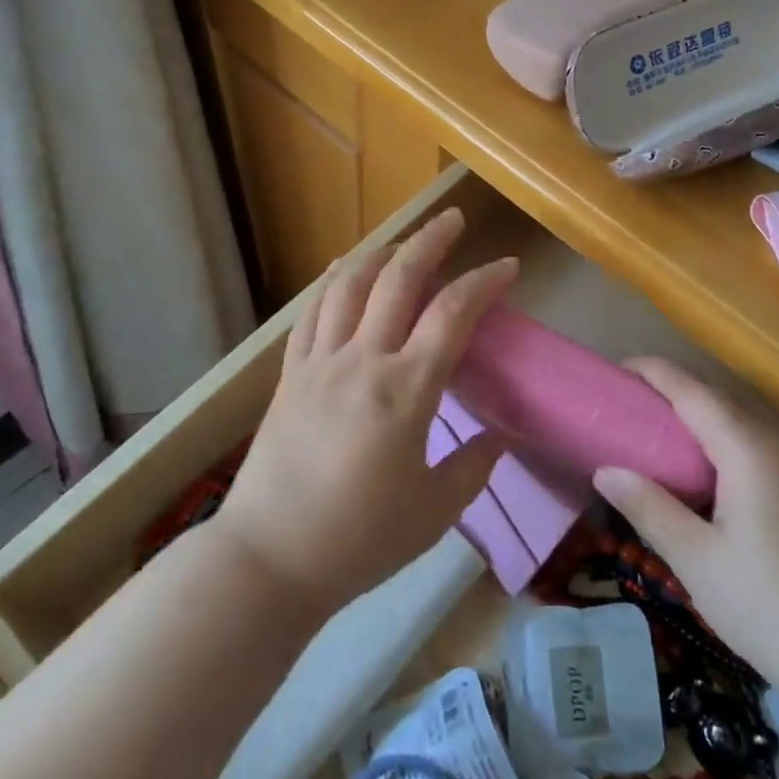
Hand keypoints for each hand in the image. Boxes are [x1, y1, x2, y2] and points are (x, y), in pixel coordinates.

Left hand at [215, 208, 517, 614]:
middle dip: (431, 240)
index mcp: (406, 390)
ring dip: (382, 252)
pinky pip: (312, 312)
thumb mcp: (435, 512)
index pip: (453, 314)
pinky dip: (332, 282)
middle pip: (399, 279)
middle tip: (455, 219)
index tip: (509, 267)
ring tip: (403, 240)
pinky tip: (343, 269)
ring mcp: (320, 363)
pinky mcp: (290, 375)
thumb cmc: (360, 540)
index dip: (485, 282)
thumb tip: (497, 437)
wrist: (270, 559)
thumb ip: (473, 467)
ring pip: (350, 284)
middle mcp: (363, 361)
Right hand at [593, 358, 778, 693]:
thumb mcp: (694, 558)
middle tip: (623, 402)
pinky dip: (714, 437)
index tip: (615, 369)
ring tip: (650, 426)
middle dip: (669, 390)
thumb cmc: (764, 606)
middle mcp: (774, 445)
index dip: (654, 373)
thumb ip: (649, 506)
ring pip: (735, 420)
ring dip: (693, 413)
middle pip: (715, 398)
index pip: (693, 392)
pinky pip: (749, 442)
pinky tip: (694, 467)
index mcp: (747, 450)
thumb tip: (605, 471)